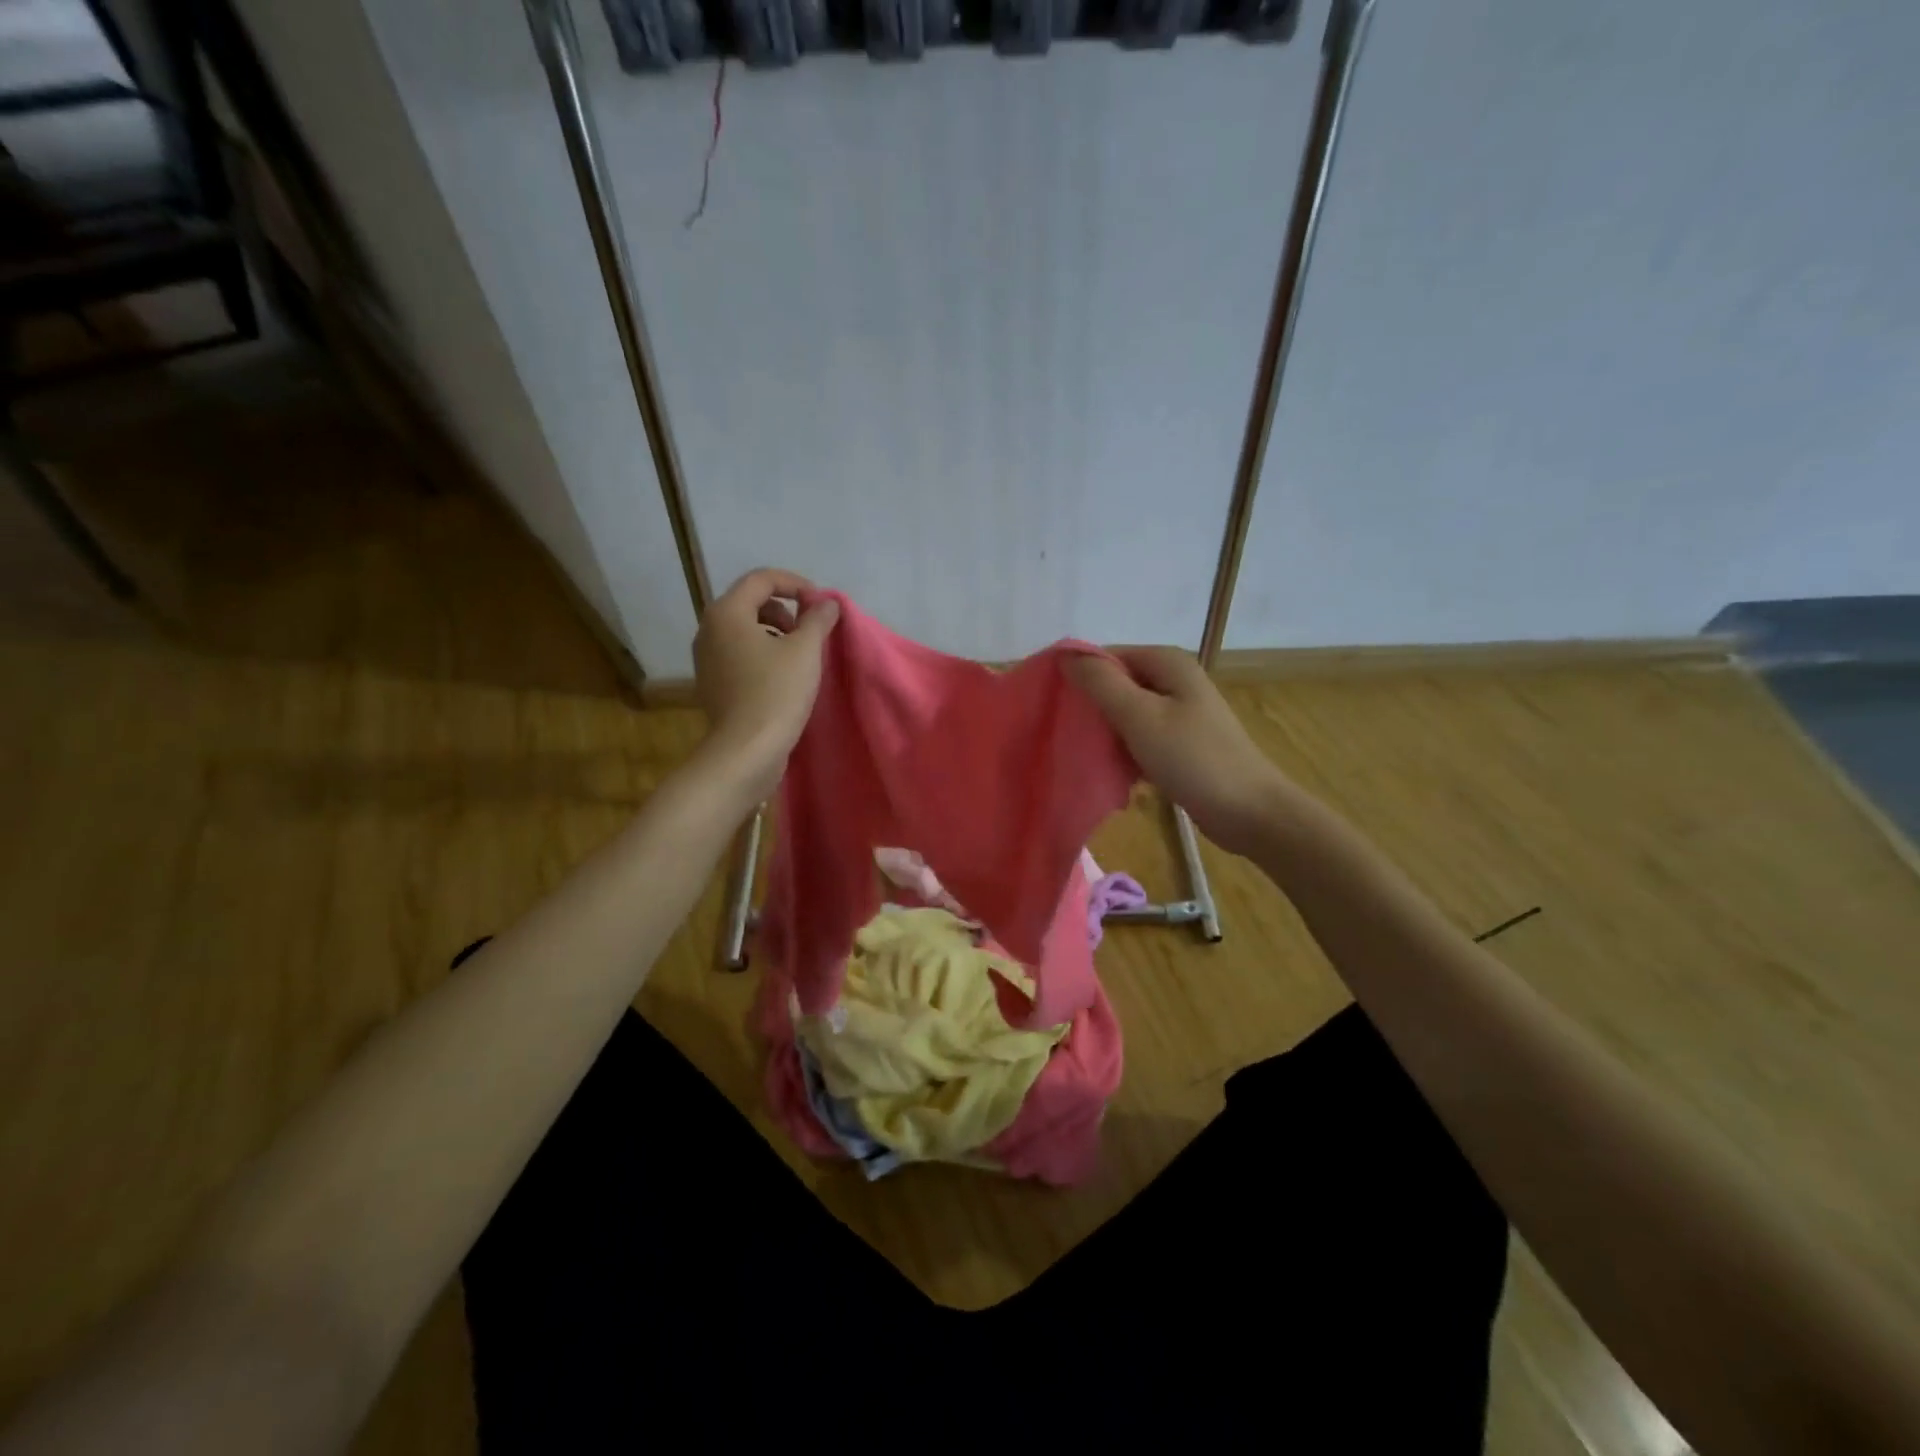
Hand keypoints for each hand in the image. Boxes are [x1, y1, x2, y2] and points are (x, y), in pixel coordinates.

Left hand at [692, 569, 840, 804]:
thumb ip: (817, 619)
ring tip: (799, 657)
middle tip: (809, 632)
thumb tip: (827, 603)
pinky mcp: (712, 684)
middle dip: (784, 610)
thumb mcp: (805, 650)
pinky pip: (739, 654)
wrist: (746, 750)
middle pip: (750, 602)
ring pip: (744, 630)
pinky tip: (783, 678)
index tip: (820, 605)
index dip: (795, 584)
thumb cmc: (776, 692)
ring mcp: (706, 659)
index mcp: (727, 613)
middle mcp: (708, 630)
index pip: (761, 579)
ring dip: (775, 633)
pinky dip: (762, 654)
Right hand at [1068, 647, 1294, 857]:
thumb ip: (1101, 683)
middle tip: (1067, 733)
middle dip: (1092, 706)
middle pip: (1117, 684)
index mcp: (1168, 663)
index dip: (1079, 676)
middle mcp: (1175, 680)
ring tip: (1085, 754)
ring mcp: (1181, 712)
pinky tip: (1114, 772)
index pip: (1108, 656)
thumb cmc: (1193, 759)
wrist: (1249, 812)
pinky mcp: (1182, 743)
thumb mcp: (1140, 717)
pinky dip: (1126, 751)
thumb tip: (1066, 656)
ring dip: (1107, 732)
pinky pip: (1141, 737)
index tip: (1053, 705)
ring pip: (1127, 713)